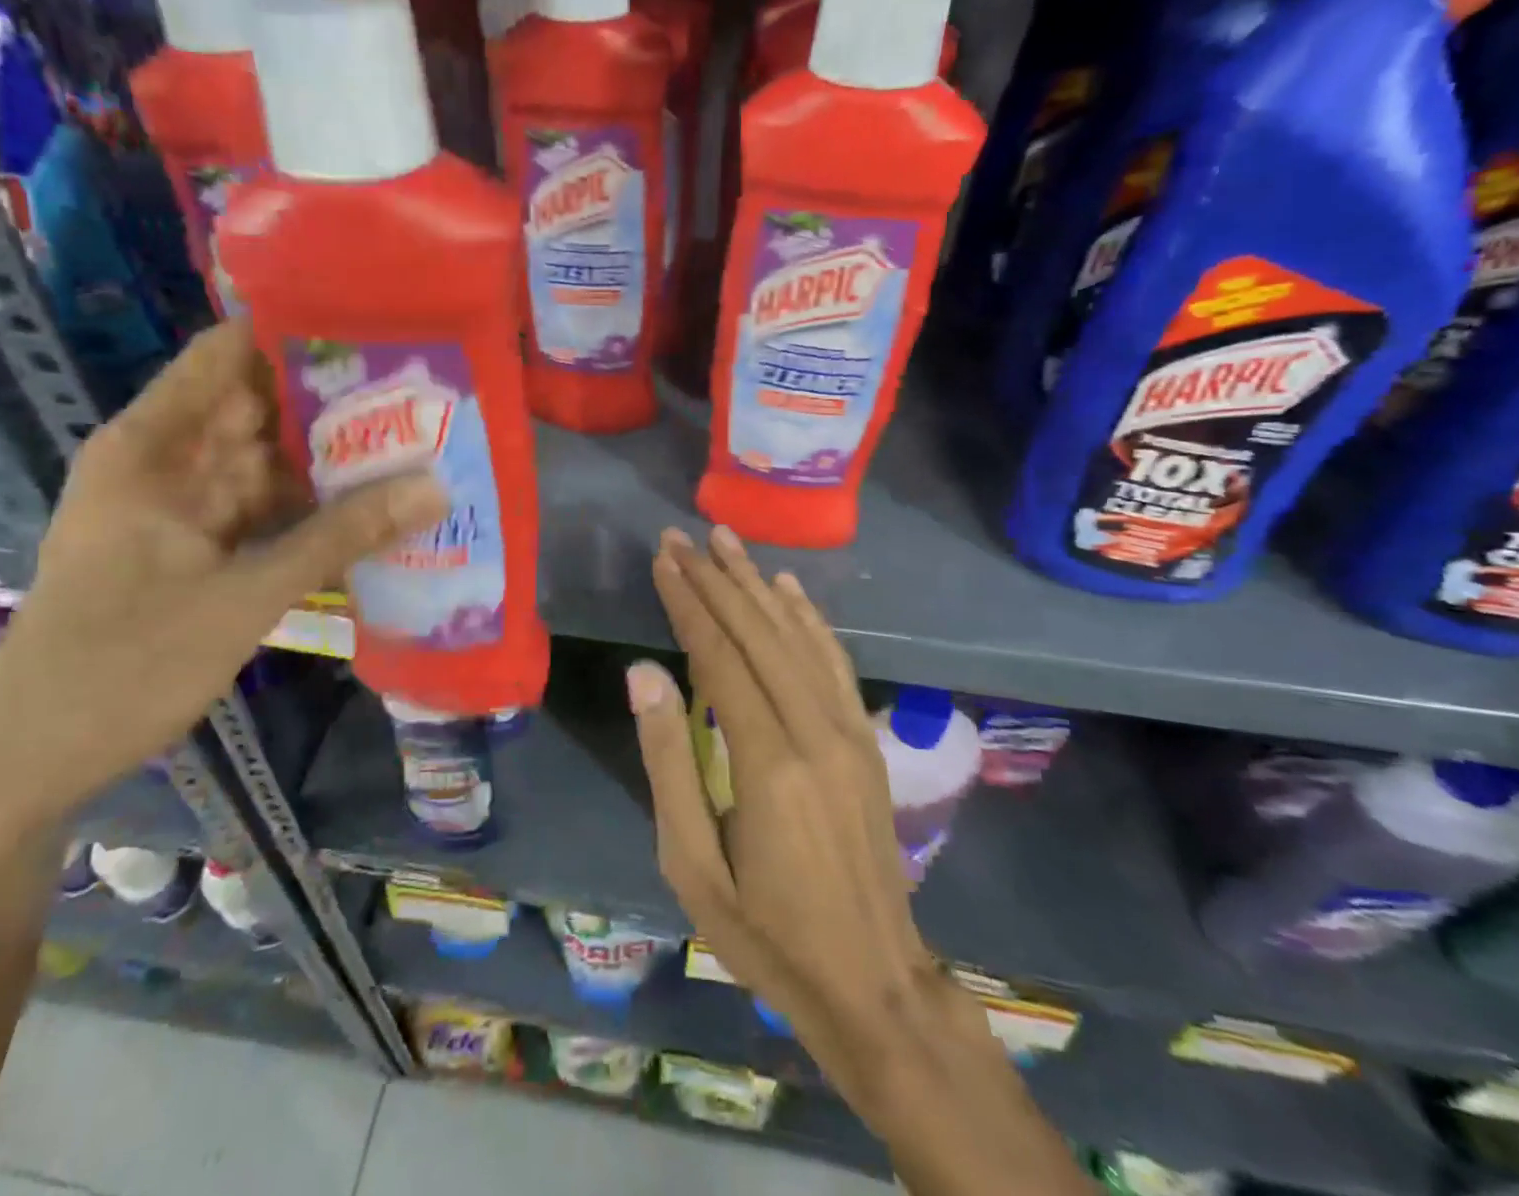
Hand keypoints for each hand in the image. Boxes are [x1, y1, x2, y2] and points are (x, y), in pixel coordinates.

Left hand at [0, 320, 446, 825]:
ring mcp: (180, 507)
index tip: (376, 324)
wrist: (34, 761)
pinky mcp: (194, 547)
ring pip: (266, 462)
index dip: (297, 332)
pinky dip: (307, 507)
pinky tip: (368, 503)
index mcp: (153, 445)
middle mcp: (165, 462)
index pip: (228, 354)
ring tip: (412, 435)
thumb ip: (341, 536)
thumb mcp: (245, 595)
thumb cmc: (125, 664)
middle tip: (419, 386)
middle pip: (257, 407)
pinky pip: (261, 509)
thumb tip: (434, 487)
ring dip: (328, 456)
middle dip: (333, 398)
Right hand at [628, 526, 1011, 1137]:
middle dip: (716, 579)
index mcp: (768, 763)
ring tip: (726, 541)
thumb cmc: (765, 932)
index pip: (720, 657)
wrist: (873, 983)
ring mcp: (849, 733)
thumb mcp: (692, 865)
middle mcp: (815, 732)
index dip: (688, 603)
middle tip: (682, 536)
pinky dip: (808, 618)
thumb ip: (668, 762)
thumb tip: (645, 674)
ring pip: (797, 637)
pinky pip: (834, 663)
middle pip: (758, 634)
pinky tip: (788, 588)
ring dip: (758, 584)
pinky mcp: (866, 741)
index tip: (663, 559)